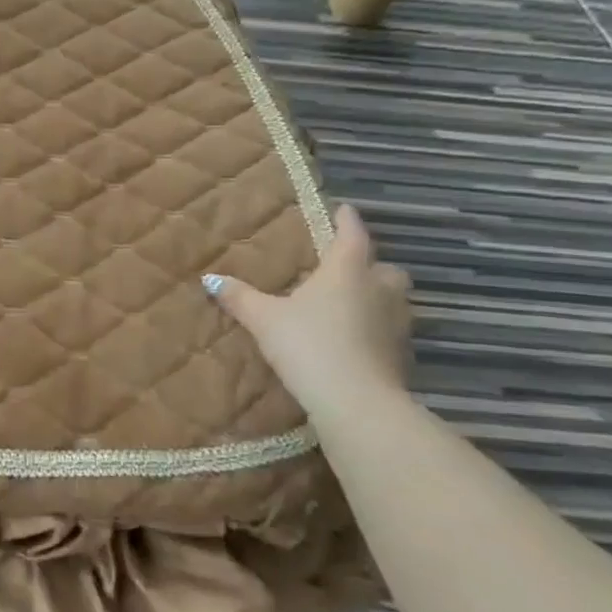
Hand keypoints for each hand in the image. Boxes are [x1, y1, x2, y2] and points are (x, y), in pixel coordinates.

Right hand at [203, 205, 412, 420]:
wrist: (355, 402)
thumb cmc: (308, 344)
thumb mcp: (264, 319)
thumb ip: (240, 297)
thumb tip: (210, 278)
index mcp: (347, 271)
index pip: (352, 236)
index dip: (347, 221)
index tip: (344, 209)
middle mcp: (378, 290)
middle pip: (385, 268)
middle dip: (371, 265)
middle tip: (348, 268)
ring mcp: (395, 324)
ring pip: (394, 300)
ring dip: (378, 297)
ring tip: (351, 304)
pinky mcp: (401, 356)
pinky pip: (391, 331)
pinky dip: (377, 329)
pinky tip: (355, 340)